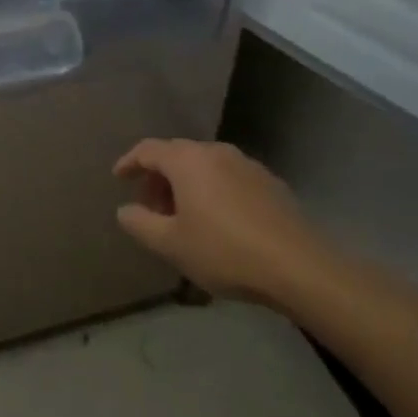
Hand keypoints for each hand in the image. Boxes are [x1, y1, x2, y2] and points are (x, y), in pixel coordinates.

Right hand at [113, 139, 339, 310]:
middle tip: (151, 207)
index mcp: (187, 160)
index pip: (148, 149)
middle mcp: (215, 152)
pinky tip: (218, 222)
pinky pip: (229, 178)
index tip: (119, 178)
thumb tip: (125, 210)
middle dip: (158, 178)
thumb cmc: (224, 251)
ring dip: (187, 185)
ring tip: (183, 217)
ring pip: (205, 166)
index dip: (129, 162)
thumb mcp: (171, 244)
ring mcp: (247, 165)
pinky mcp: (270, 183)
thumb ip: (140, 223)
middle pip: (177, 155)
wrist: (299, 267)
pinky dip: (213, 190)